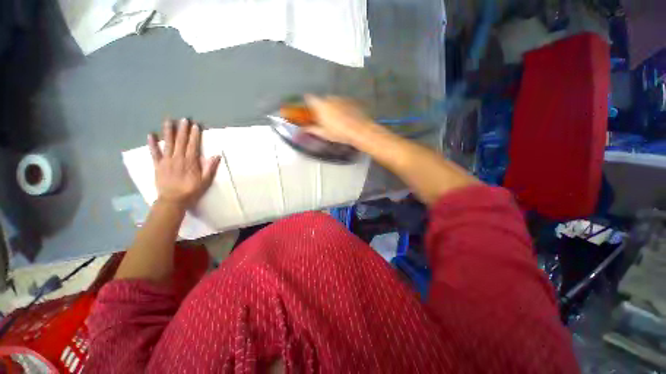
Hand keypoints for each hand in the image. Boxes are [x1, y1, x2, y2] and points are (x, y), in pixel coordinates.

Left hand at [148, 118, 220, 209]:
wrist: (173, 200)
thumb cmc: (191, 190)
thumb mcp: (205, 181)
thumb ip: (210, 168)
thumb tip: (217, 155)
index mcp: (190, 162)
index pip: (193, 145)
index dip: (195, 135)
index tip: (195, 125)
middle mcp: (178, 158)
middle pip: (181, 142)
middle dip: (183, 130)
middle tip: (184, 119)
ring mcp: (166, 161)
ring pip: (168, 144)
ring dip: (168, 132)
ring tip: (169, 121)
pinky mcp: (157, 165)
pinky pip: (154, 153)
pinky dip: (152, 144)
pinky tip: (150, 135)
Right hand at [304, 95, 377, 145]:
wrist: (360, 131)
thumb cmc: (339, 133)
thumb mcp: (324, 133)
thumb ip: (312, 129)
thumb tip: (304, 128)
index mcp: (321, 105)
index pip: (309, 98)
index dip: (308, 102)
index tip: (309, 109)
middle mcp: (330, 98)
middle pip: (322, 99)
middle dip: (322, 106)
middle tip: (324, 117)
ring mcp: (341, 98)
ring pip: (333, 100)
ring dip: (332, 106)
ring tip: (337, 119)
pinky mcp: (351, 100)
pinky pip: (343, 102)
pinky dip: (342, 107)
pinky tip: (346, 116)